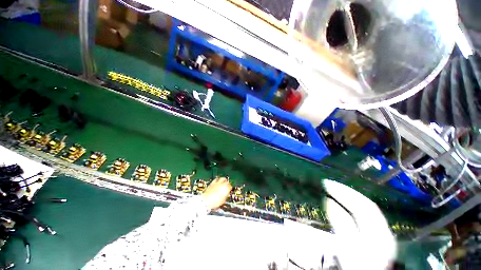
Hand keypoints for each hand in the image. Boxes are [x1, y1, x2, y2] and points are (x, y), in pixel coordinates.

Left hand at [202, 177, 231, 209]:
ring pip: (222, 178)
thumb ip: (225, 196)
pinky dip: (217, 180)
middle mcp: (222, 184)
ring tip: (223, 181)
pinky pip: (216, 179)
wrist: (206, 201)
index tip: (229, 189)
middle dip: (227, 183)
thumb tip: (225, 195)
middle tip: (227, 185)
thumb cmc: (214, 202)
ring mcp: (217, 183)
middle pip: (227, 181)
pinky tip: (217, 181)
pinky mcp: (212, 183)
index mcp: (226, 189)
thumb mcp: (223, 201)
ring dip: (223, 180)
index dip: (230, 188)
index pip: (230, 186)